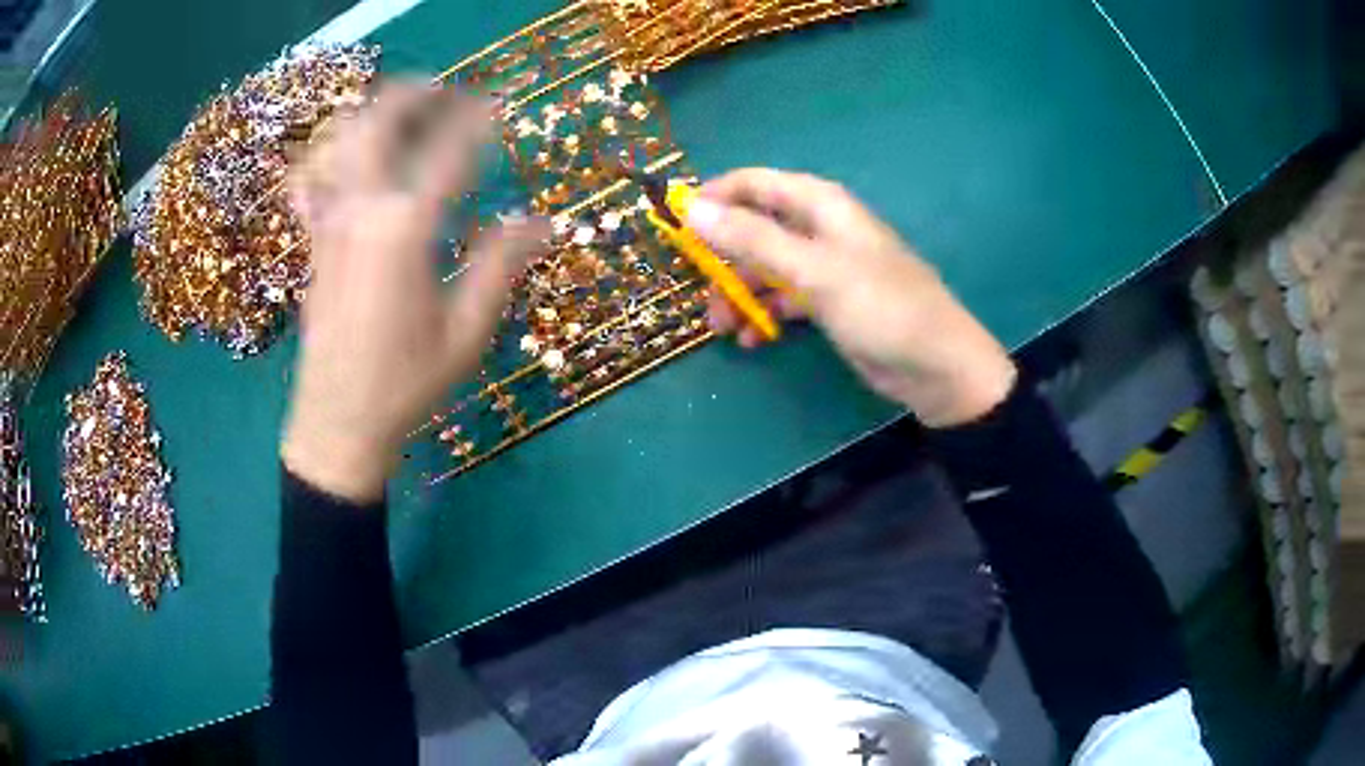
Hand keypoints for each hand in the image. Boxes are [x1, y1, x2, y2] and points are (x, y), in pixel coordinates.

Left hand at [281, 81, 547, 501]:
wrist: (338, 424)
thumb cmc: (406, 384)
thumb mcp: (466, 331)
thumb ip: (501, 265)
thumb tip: (543, 222)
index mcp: (405, 230)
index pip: (448, 151)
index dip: (478, 119)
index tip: (500, 102)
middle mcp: (361, 211)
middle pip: (378, 124)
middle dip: (412, 95)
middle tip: (442, 88)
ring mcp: (329, 224)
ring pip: (337, 144)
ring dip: (368, 115)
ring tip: (397, 111)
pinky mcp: (313, 244)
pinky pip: (308, 183)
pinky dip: (323, 157)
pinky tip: (342, 159)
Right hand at [685, 168, 1015, 427]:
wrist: (936, 366)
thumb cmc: (881, 307)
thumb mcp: (813, 270)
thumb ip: (753, 238)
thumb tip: (692, 209)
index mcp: (820, 204)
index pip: (754, 183)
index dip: (713, 198)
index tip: (675, 226)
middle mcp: (820, 228)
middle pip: (756, 227)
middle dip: (724, 256)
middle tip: (699, 288)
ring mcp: (825, 267)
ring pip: (766, 267)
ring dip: (740, 293)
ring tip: (721, 327)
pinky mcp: (830, 302)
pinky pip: (785, 298)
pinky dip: (766, 314)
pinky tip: (754, 339)